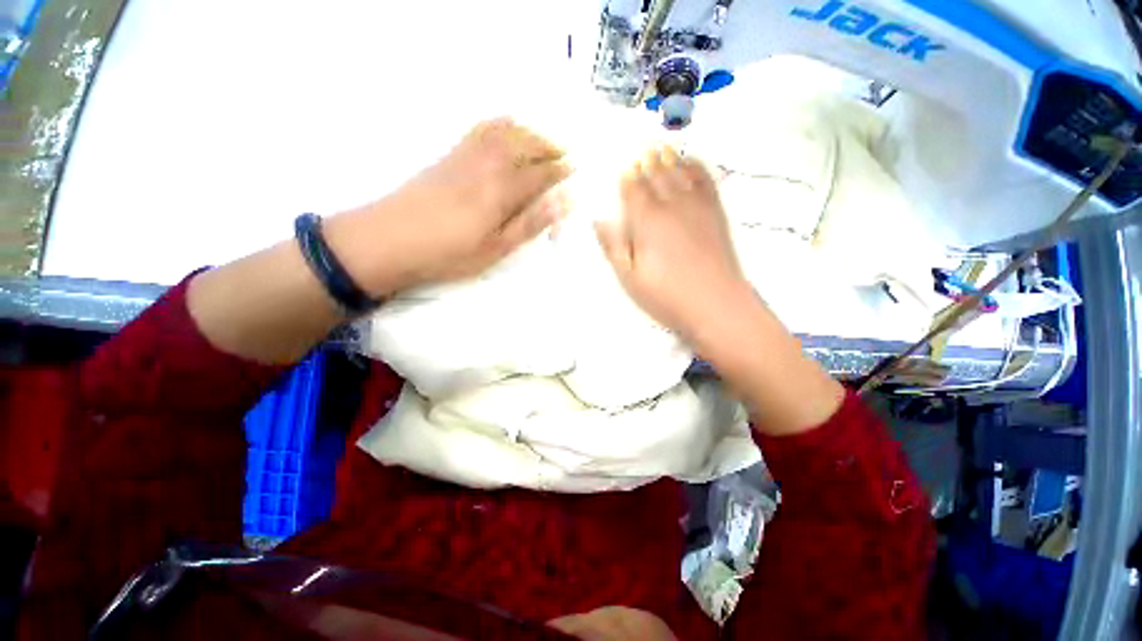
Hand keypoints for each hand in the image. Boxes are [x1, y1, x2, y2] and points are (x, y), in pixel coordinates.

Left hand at [328, 118, 569, 294]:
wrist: (389, 240)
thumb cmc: (448, 254)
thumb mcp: (495, 249)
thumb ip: (529, 224)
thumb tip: (563, 203)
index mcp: (501, 191)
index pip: (539, 174)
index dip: (559, 170)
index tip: (575, 167)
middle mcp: (487, 165)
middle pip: (525, 145)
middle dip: (549, 146)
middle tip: (565, 152)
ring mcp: (465, 156)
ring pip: (504, 132)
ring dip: (528, 131)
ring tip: (543, 137)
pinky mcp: (448, 156)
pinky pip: (479, 129)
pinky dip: (499, 123)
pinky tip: (506, 125)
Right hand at [595, 145, 750, 340]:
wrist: (716, 304)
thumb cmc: (666, 296)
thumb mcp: (629, 278)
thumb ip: (613, 246)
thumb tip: (598, 219)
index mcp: (647, 220)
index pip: (633, 188)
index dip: (626, 176)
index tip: (621, 168)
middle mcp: (671, 204)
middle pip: (655, 174)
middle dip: (644, 161)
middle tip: (638, 149)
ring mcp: (697, 205)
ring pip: (679, 171)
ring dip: (667, 157)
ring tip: (659, 146)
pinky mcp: (715, 212)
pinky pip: (705, 180)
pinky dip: (695, 166)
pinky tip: (690, 161)